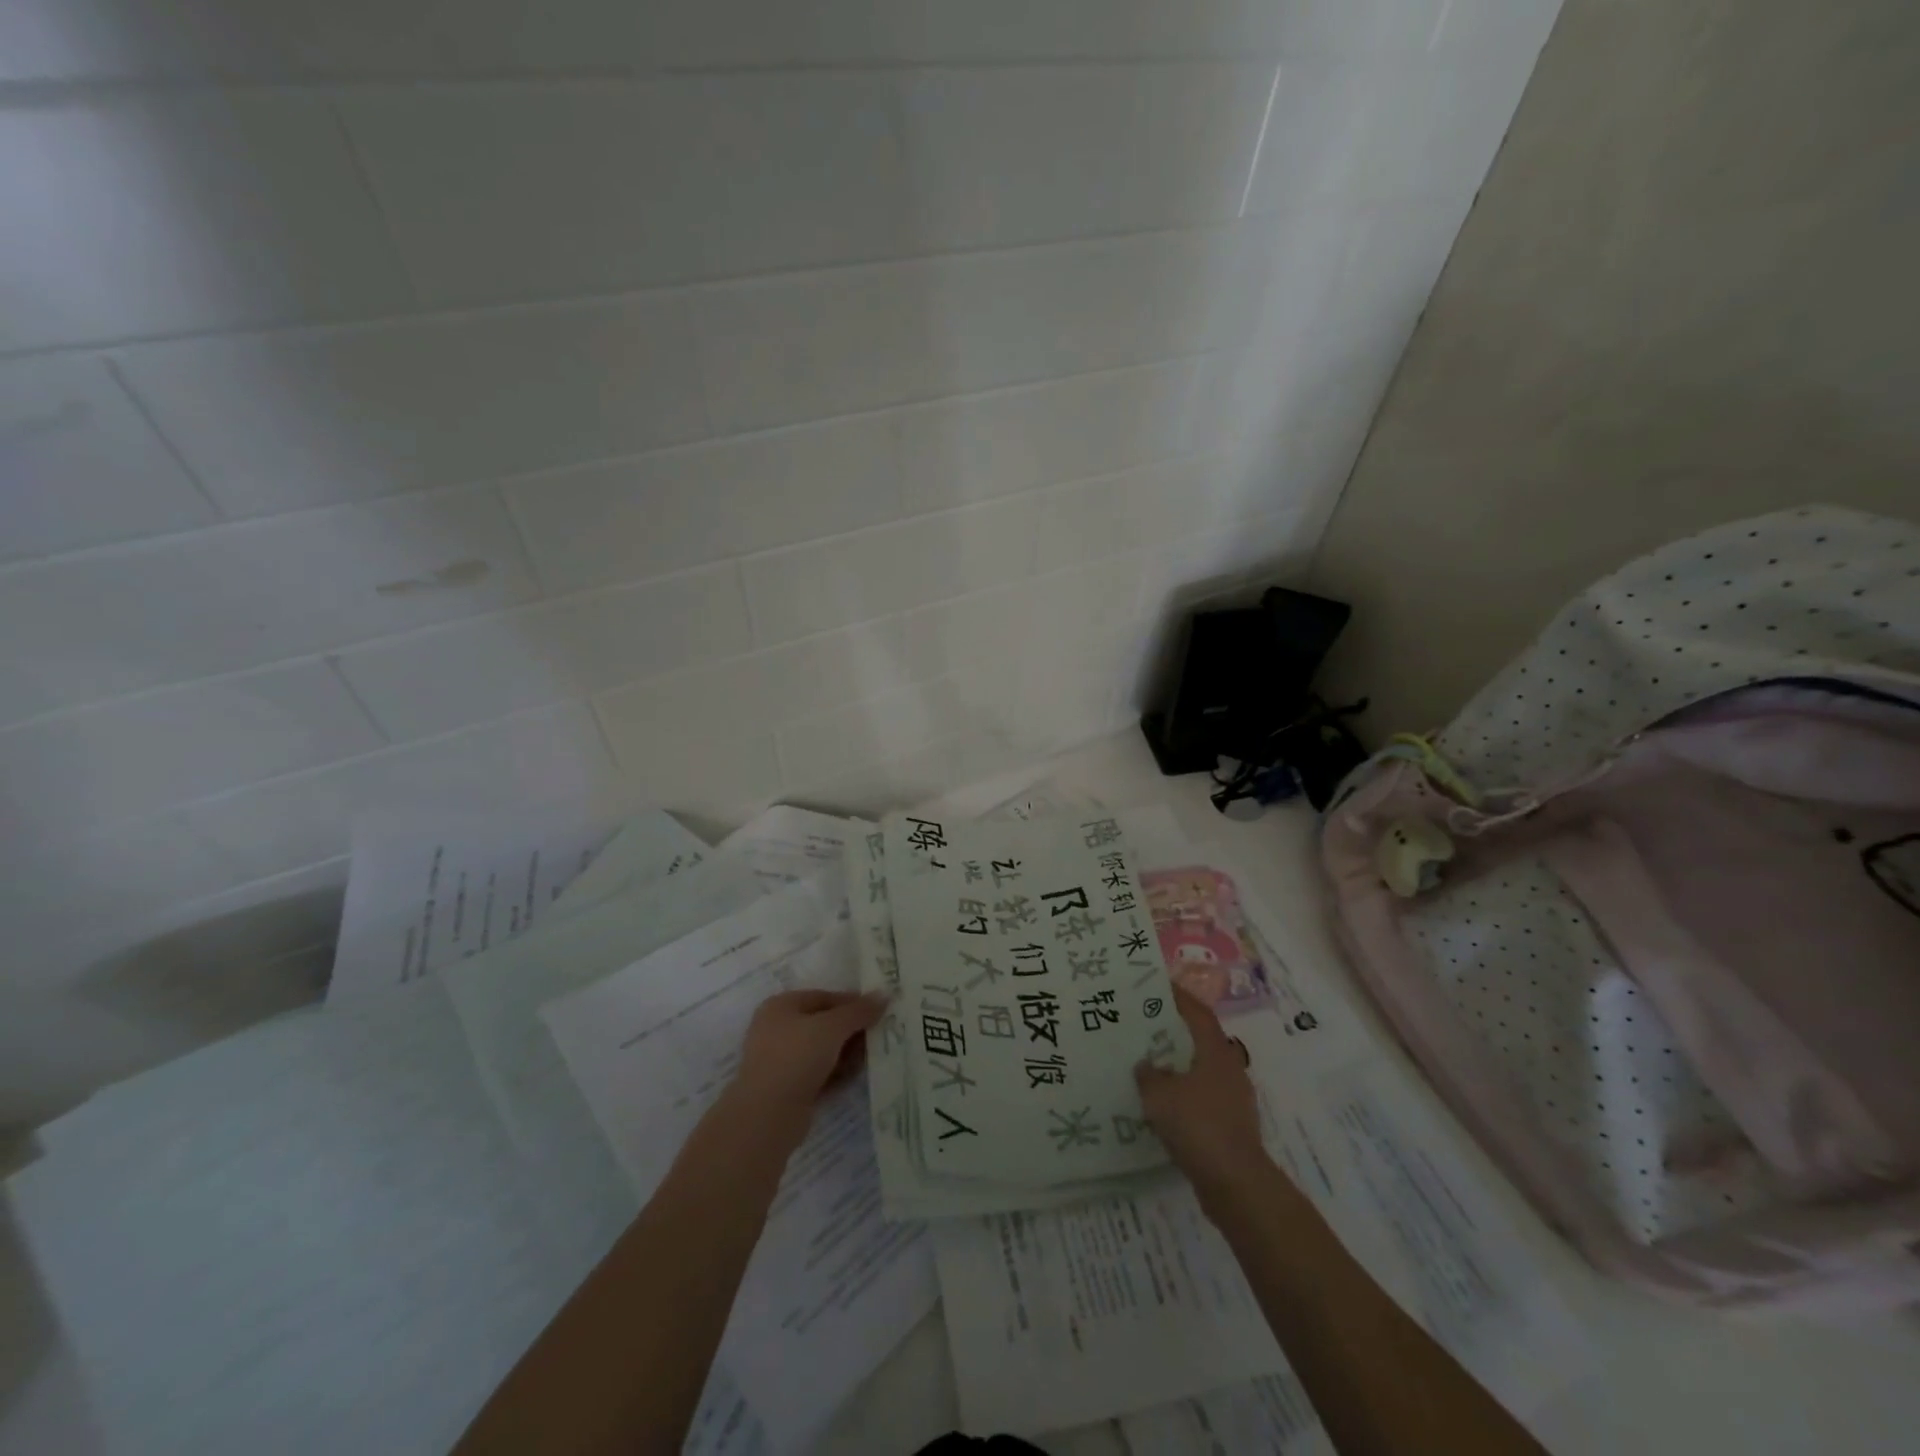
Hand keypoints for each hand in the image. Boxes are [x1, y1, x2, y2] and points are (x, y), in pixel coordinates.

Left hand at [727, 990, 887, 1132]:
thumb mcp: (832, 1027)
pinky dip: (837, 1073)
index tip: (878, 1010)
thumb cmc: (796, 1056)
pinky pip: (818, 1074)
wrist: (767, 1115)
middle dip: (851, 1030)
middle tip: (880, 1033)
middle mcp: (777, 1030)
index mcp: (780, 1006)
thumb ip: (859, 1011)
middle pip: (823, 1024)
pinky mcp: (788, 1089)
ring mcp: (781, 1061)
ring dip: (846, 1053)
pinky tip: (857, 1075)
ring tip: (873, 1055)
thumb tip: (884, 994)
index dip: (851, 1002)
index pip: (823, 997)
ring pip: (822, 1051)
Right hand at [1136, 986, 1265, 1194]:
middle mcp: (1229, 1069)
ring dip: (1179, 1066)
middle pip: (1201, 1040)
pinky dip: (1184, 1095)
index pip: (1198, 1013)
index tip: (1158, 986)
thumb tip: (1145, 1064)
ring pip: (1202, 1071)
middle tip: (1147, 1025)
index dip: (1179, 997)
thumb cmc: (1198, 1126)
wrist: (1235, 1184)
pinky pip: (1203, 1099)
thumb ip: (1148, 1075)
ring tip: (1150, 1065)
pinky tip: (1163, 1105)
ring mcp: (1234, 1099)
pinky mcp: (1231, 1126)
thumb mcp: (1160, 1095)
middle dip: (1176, 1031)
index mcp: (1216, 1052)